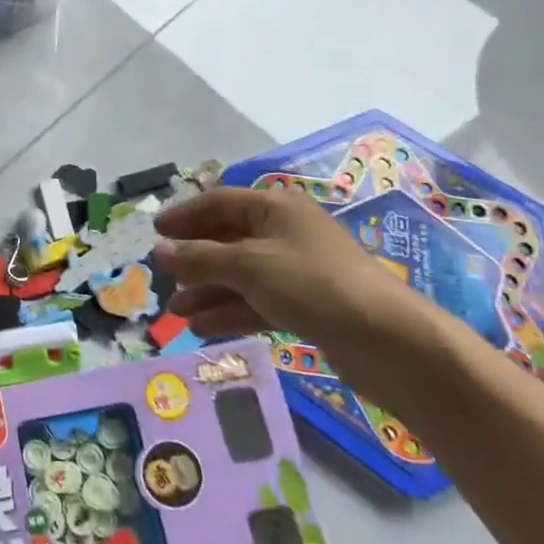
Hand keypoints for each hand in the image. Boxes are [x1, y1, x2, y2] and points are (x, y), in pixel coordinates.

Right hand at [152, 185, 438, 383]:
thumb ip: (199, 258)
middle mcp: (285, 233)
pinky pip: (257, 301)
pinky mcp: (306, 305)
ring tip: (177, 313)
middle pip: (228, 239)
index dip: (185, 216)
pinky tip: (203, 327)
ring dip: (208, 291)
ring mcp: (297, 270)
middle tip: (164, 279)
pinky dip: (231, 311)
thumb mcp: (248, 265)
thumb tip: (159, 251)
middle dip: (195, 261)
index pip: (219, 202)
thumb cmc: (312, 284)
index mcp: (275, 207)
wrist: (388, 340)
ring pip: (241, 275)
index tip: (155, 234)